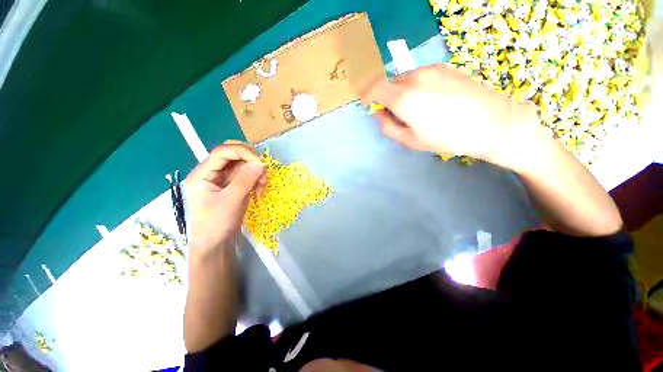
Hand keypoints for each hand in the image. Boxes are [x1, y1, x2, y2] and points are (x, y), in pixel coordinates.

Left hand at [185, 141, 265, 259]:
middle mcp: (212, 172)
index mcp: (202, 173)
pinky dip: (256, 180)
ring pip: (243, 165)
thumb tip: (261, 163)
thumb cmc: (216, 224)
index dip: (243, 152)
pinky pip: (248, 175)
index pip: (223, 151)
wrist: (216, 244)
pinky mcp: (233, 186)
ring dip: (256, 172)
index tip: (260, 163)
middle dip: (251, 162)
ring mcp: (223, 179)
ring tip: (261, 187)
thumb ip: (245, 180)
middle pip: (234, 154)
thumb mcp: (230, 202)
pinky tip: (259, 191)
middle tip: (262, 173)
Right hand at [361, 64, 540, 168]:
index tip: (367, 104)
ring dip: (401, 91)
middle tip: (395, 113)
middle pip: (390, 83)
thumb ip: (389, 128)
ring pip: (405, 78)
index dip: (367, 95)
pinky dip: (415, 86)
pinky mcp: (444, 67)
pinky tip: (430, 99)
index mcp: (404, 98)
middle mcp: (415, 77)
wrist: (492, 122)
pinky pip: (420, 75)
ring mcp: (431, 69)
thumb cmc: (447, 137)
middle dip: (386, 97)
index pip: (375, 88)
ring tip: (415, 108)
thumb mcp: (411, 141)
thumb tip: (380, 115)